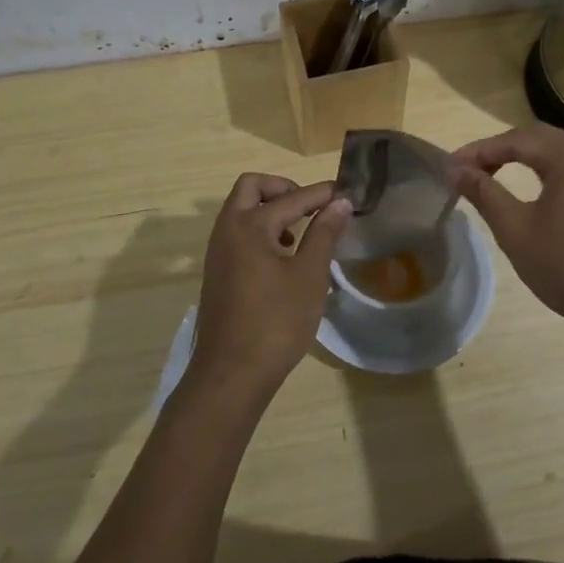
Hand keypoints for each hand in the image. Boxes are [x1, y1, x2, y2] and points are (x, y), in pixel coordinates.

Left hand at [192, 173, 352, 394]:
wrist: (231, 374)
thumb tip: (339, 203)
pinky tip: (283, 258)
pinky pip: (238, 233)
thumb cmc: (275, 323)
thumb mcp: (309, 276)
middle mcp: (227, 230)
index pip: (291, 198)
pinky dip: (260, 231)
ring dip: (270, 209)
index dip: (320, 194)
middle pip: (251, 188)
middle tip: (311, 205)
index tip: (345, 193)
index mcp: (249, 225)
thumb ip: (324, 234)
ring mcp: (218, 251)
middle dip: (282, 188)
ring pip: (241, 210)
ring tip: (301, 234)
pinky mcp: (218, 271)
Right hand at [451, 124, 563, 340]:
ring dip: (539, 157)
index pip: (515, 140)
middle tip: (476, 169)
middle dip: (506, 149)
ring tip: (513, 174)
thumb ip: (484, 192)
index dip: (480, 151)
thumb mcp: (515, 230)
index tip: (452, 167)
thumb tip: (454, 169)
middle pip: (544, 139)